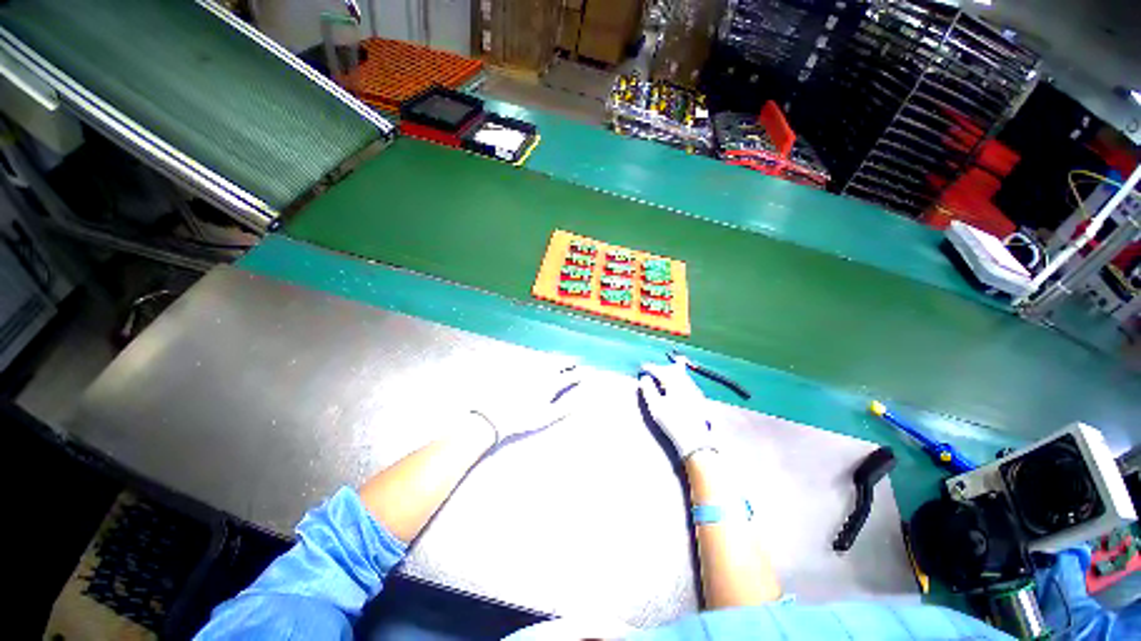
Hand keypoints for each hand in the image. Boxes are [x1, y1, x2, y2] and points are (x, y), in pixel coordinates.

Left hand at [471, 359, 584, 445]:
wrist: (494, 413)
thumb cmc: (523, 418)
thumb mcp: (546, 417)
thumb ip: (564, 407)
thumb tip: (579, 400)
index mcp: (551, 383)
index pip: (570, 375)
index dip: (578, 375)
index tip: (582, 375)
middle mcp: (543, 371)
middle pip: (559, 362)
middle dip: (569, 362)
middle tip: (574, 363)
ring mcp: (530, 368)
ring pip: (547, 359)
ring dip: (557, 359)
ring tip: (561, 361)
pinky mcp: (519, 368)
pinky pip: (535, 360)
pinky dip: (543, 360)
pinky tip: (542, 363)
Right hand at [638, 361, 713, 458]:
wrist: (694, 439)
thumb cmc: (671, 421)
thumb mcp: (655, 406)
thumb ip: (648, 389)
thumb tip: (644, 378)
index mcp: (674, 382)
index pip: (660, 370)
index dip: (650, 368)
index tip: (642, 368)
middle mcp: (686, 382)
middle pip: (673, 370)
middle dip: (662, 369)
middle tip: (652, 373)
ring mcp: (694, 390)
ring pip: (681, 375)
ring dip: (671, 375)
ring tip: (662, 381)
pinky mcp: (699, 398)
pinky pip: (687, 383)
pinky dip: (678, 382)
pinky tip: (674, 391)